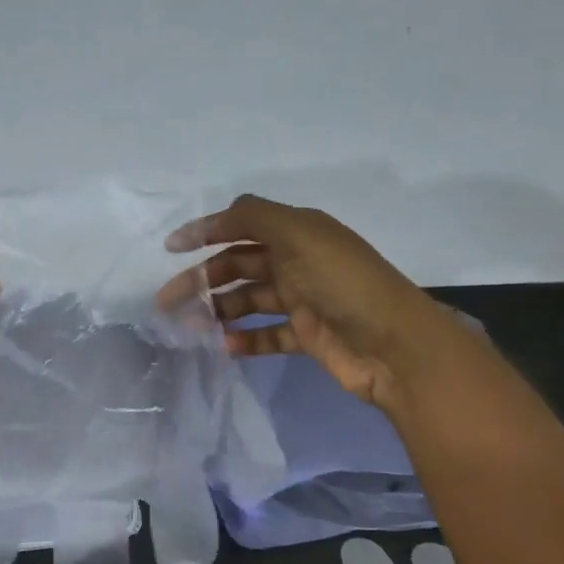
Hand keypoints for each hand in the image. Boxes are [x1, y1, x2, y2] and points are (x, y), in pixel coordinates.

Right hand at [160, 194, 454, 409]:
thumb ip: (254, 218)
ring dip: (218, 311)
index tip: (170, 249)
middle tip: (168, 302)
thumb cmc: (343, 283)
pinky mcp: (306, 335)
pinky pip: (266, 335)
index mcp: (298, 232)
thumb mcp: (299, 235)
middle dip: (202, 279)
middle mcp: (297, 261)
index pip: (242, 224)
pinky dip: (244, 340)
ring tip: (191, 328)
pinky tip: (224, 347)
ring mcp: (302, 300)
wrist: (395, 346)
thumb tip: (217, 216)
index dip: (206, 231)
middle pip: (238, 265)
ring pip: (247, 301)